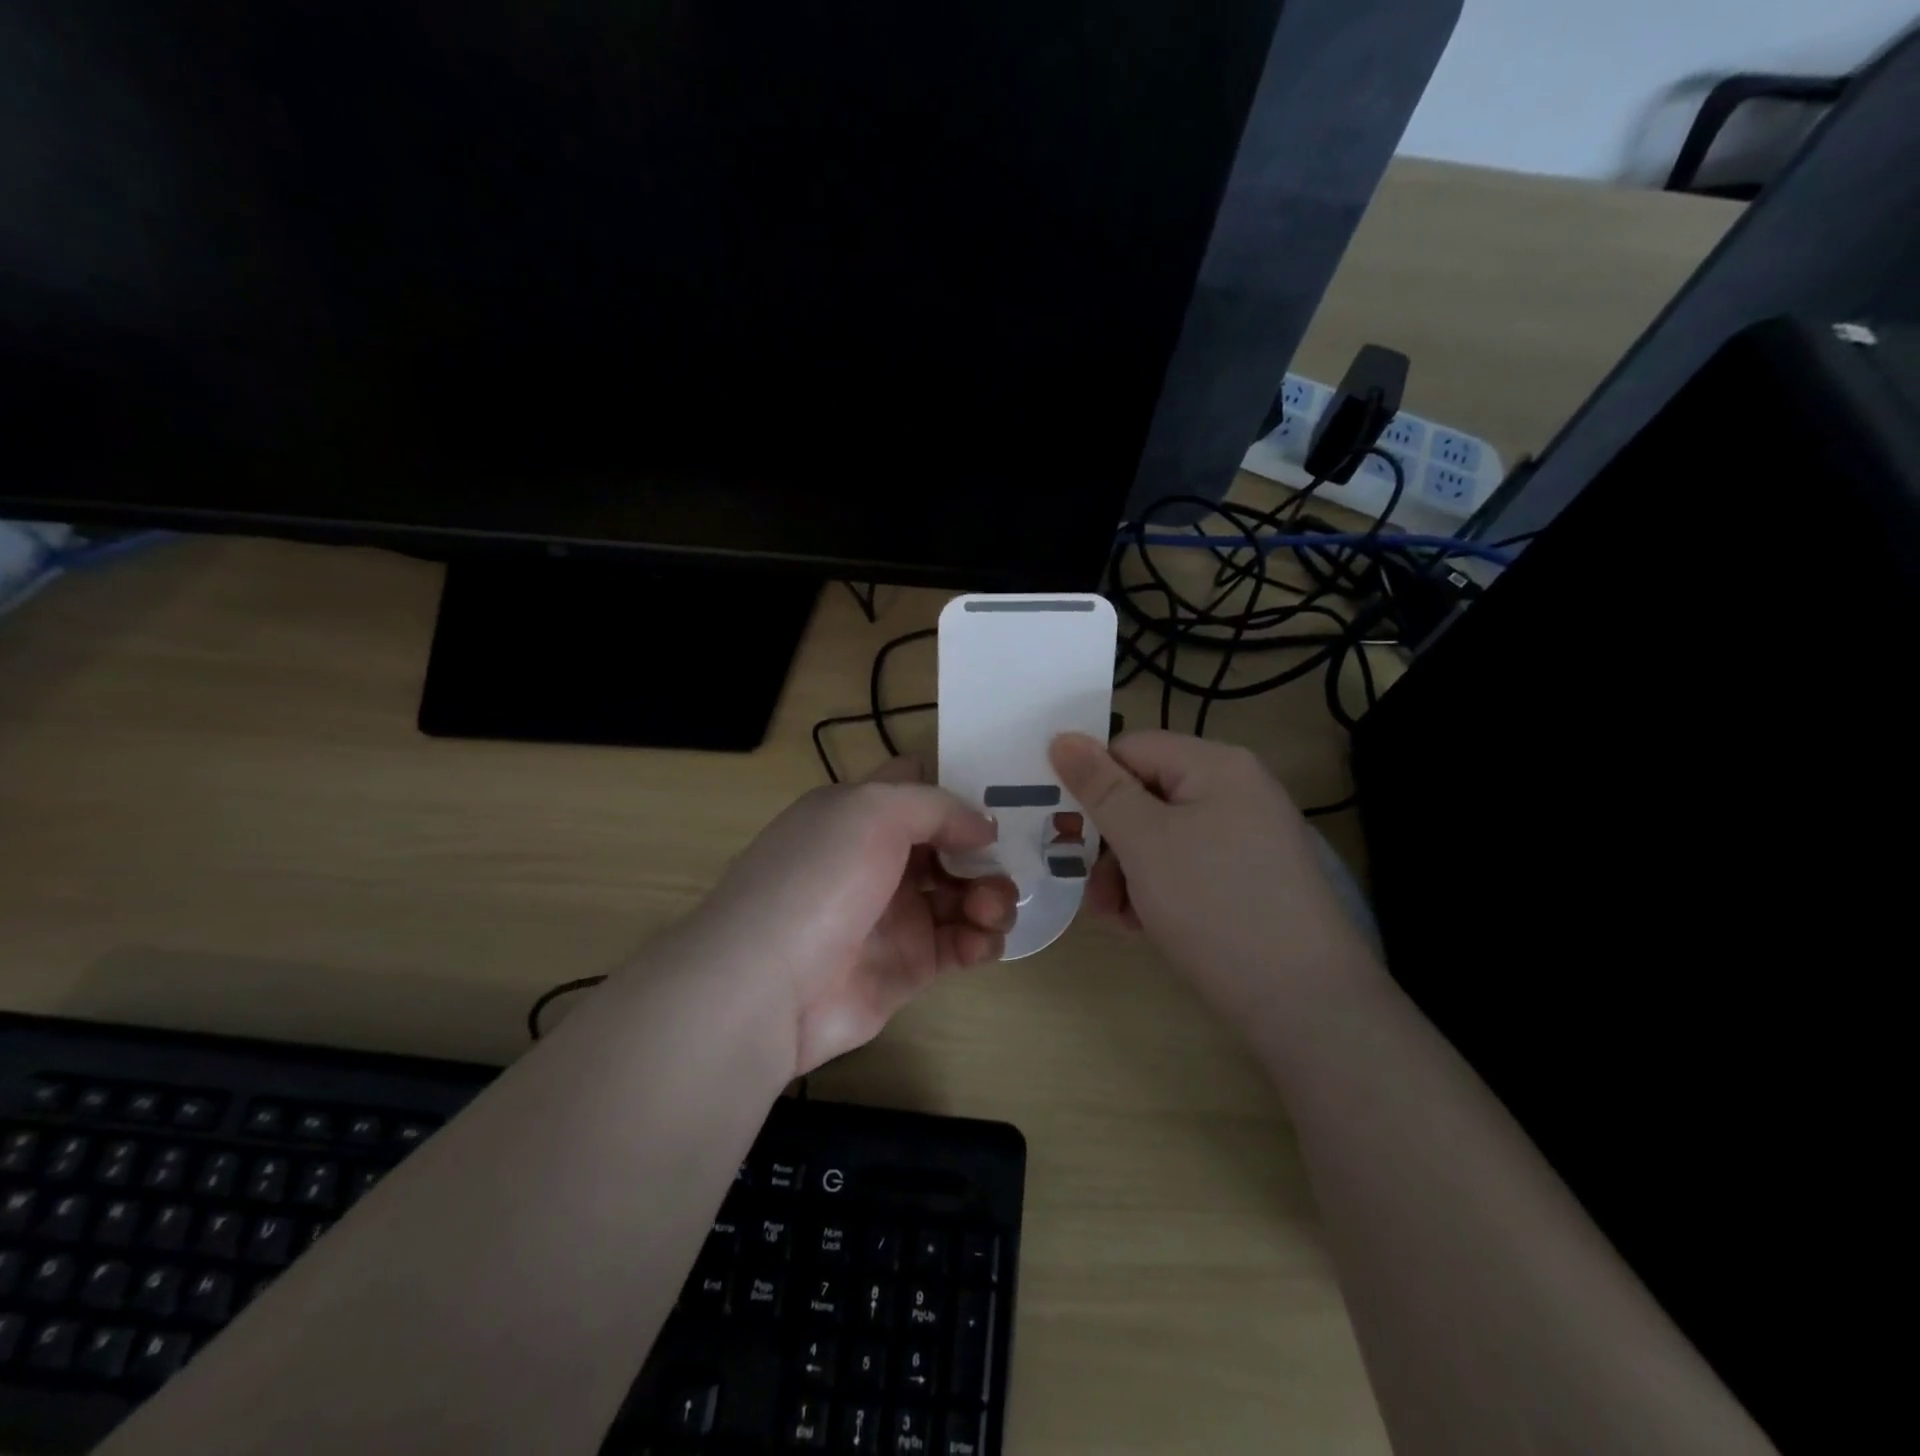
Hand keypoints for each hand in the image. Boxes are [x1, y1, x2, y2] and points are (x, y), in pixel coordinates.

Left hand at [689, 758, 1018, 1076]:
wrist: (767, 985)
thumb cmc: (819, 878)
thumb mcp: (872, 811)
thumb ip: (936, 807)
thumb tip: (982, 827)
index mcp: (859, 814)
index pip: (915, 788)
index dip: (954, 789)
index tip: (995, 800)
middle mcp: (878, 860)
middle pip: (949, 845)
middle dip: (984, 852)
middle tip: (1004, 867)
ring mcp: (894, 915)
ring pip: (962, 894)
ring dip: (990, 896)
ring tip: (992, 910)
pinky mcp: (908, 966)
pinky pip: (960, 944)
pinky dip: (981, 939)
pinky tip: (982, 941)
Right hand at [1050, 730, 1382, 1019]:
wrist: (1305, 1001)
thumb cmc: (1214, 904)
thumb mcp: (1144, 841)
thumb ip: (1099, 787)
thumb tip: (1062, 737)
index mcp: (1216, 764)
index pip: (1131, 749)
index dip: (1092, 783)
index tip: (1063, 828)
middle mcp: (1237, 789)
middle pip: (1145, 795)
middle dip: (1108, 841)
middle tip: (1087, 886)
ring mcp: (1248, 835)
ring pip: (1162, 836)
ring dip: (1127, 871)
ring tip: (1117, 917)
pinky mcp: (1251, 876)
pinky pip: (1188, 864)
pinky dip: (1158, 889)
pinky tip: (1144, 925)